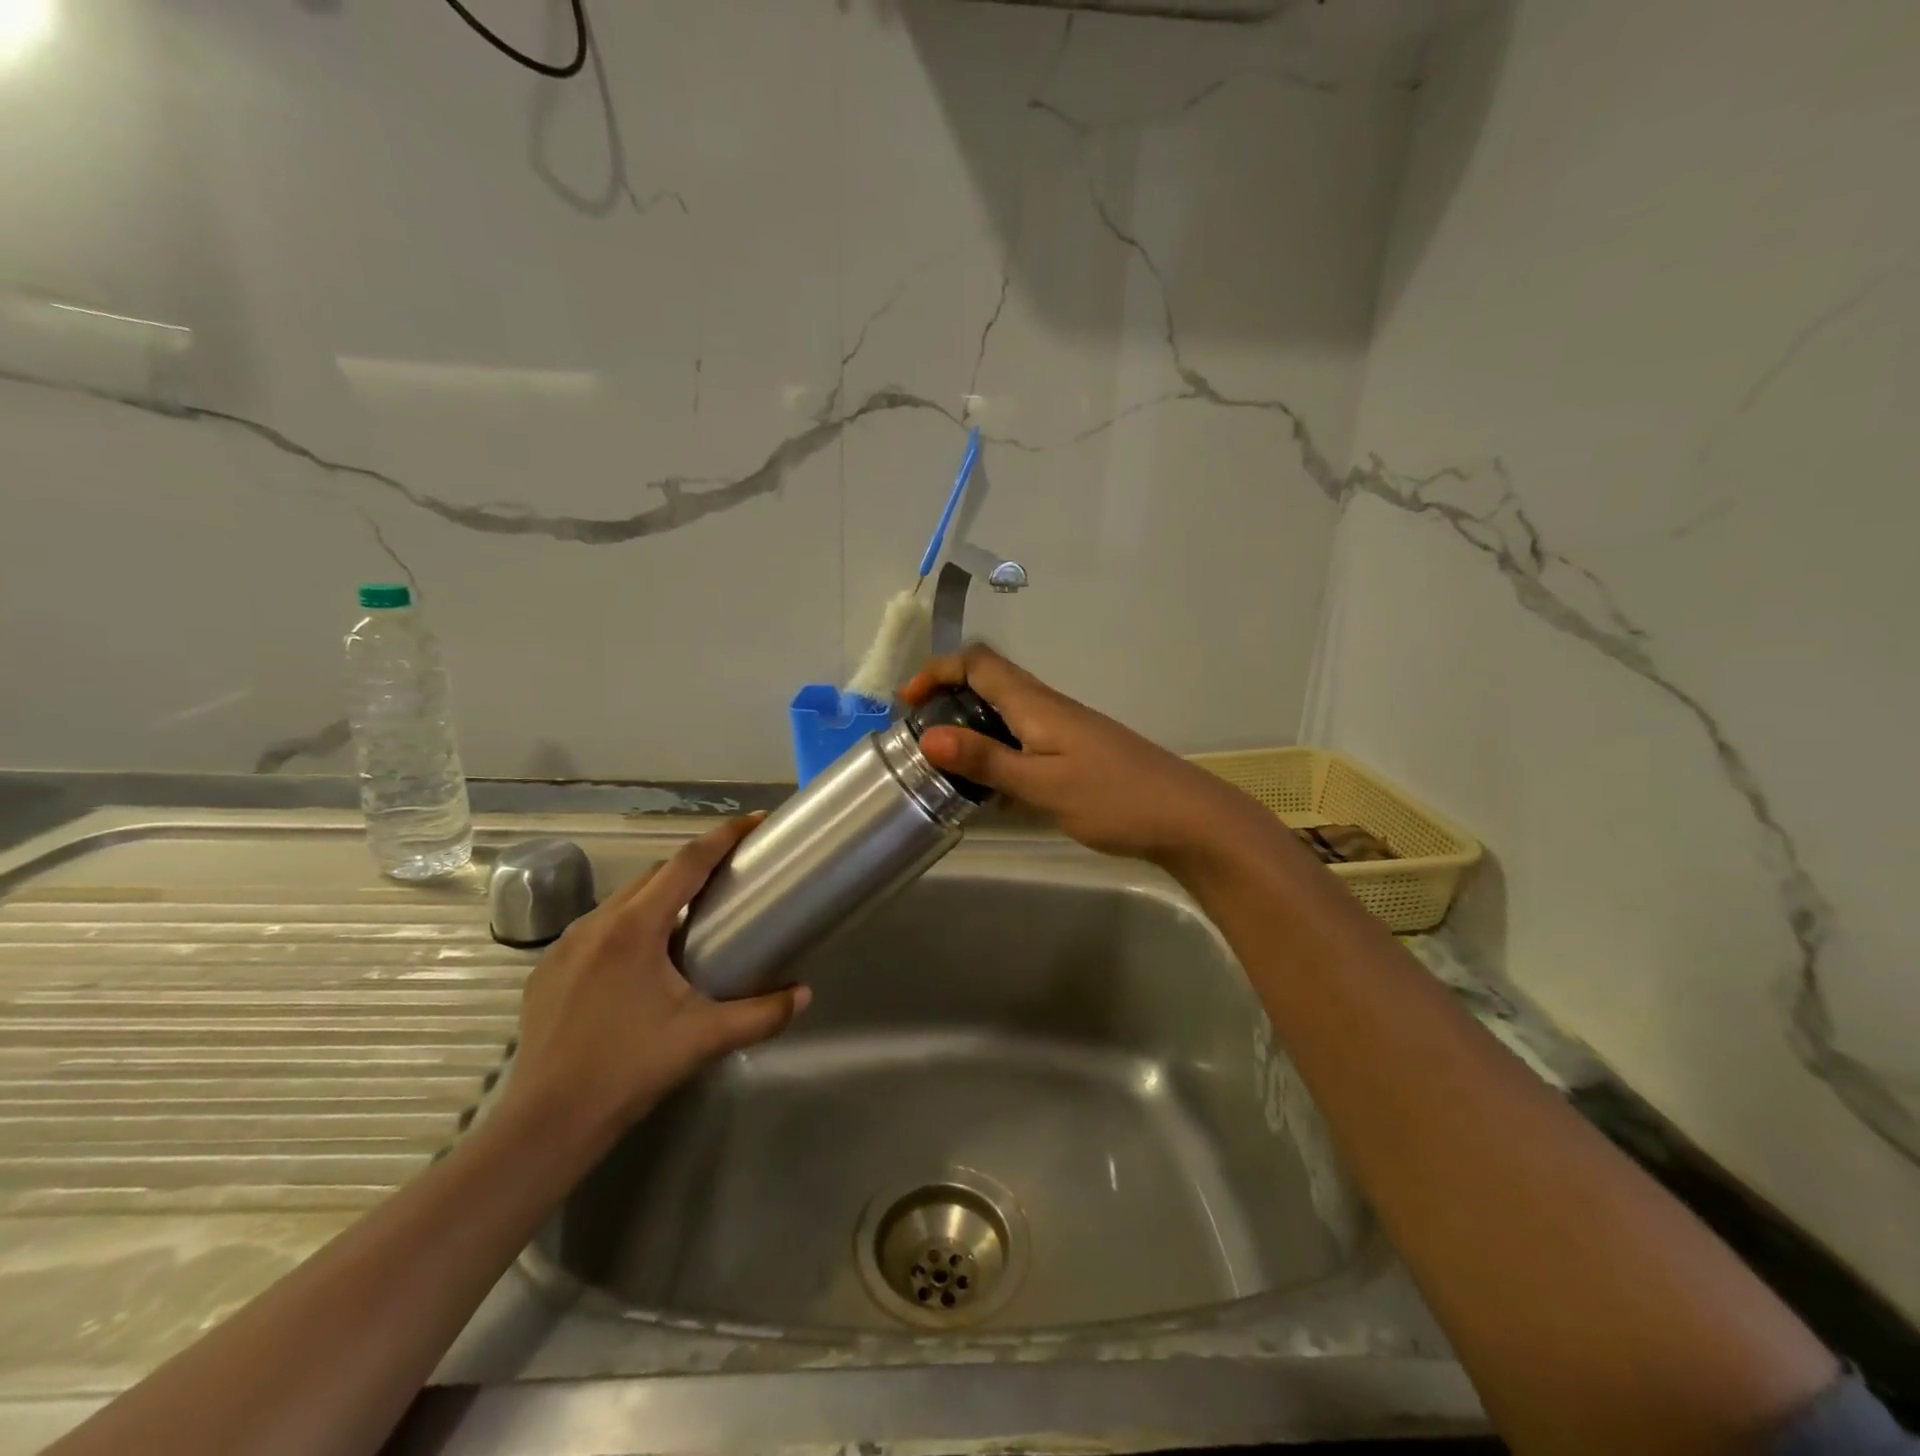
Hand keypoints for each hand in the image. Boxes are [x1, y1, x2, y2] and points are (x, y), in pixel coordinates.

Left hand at [498, 816, 809, 1151]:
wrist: (546, 1123)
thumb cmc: (629, 1069)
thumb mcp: (704, 1038)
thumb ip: (762, 1014)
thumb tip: (805, 995)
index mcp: (636, 927)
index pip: (688, 862)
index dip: (724, 836)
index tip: (755, 821)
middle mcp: (597, 923)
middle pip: (655, 875)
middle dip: (695, 864)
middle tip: (731, 871)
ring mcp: (565, 945)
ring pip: (623, 900)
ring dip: (660, 895)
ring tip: (690, 915)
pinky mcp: (547, 970)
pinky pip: (597, 929)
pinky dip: (629, 924)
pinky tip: (642, 958)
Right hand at [900, 645, 1269, 867]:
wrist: (1186, 817)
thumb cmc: (1113, 798)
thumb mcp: (1041, 784)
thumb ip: (986, 760)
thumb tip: (927, 736)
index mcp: (1036, 704)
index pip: (979, 662)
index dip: (938, 671)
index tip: (907, 702)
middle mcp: (1048, 706)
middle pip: (989, 681)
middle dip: (947, 697)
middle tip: (919, 736)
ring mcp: (1065, 729)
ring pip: (1006, 711)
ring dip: (970, 726)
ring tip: (945, 764)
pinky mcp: (1076, 752)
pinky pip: (1023, 738)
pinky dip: (997, 750)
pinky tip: (992, 788)